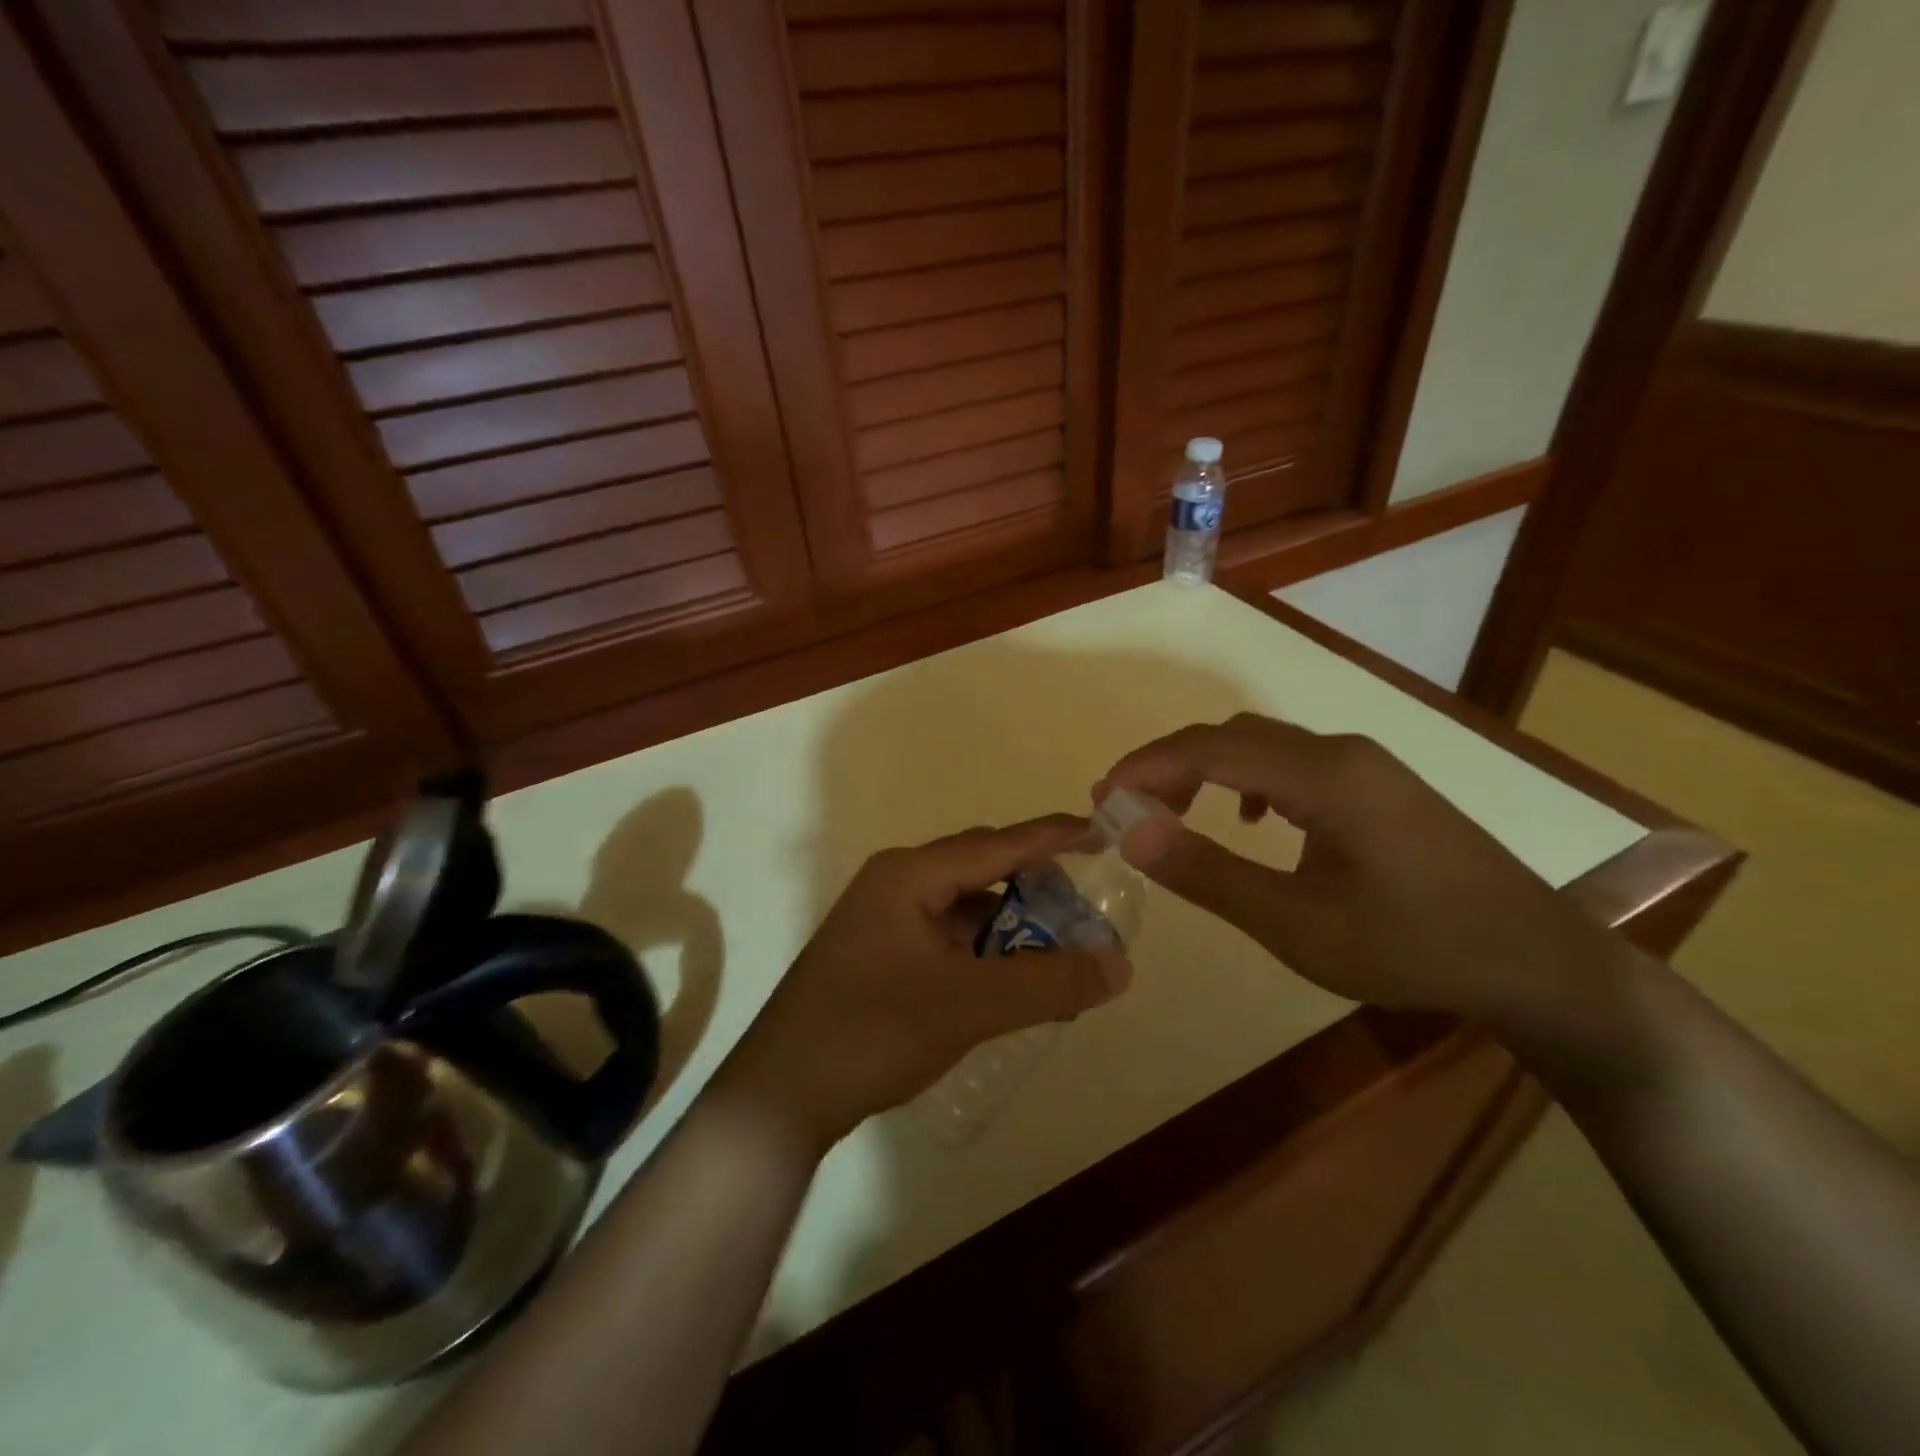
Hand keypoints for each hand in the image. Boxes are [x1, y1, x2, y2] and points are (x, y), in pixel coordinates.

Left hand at [711, 817, 1131, 1154]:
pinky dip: (983, 953)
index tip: (1100, 832)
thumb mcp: (969, 1006)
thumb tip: (1120, 964)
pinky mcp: (878, 954)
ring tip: (1054, 959)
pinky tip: (1007, 984)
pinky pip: (945, 937)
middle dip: (1035, 888)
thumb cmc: (871, 1032)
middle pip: (981, 870)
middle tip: (1082, 915)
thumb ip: (1047, 983)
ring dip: (1010, 928)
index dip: (1051, 836)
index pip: (996, 843)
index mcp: (909, 875)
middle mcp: (895, 884)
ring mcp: (882, 919)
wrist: (780, 1095)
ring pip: (964, 908)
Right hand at [1095, 714, 1626, 1028]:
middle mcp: (1341, 751)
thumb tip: (1131, 831)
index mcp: (1324, 775)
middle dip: (1168, 765)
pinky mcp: (1376, 784)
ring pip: (1261, 745)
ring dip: (1206, 770)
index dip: (1147, 766)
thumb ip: (1210, 874)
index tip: (1100, 797)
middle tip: (1125, 809)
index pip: (1210, 748)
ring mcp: (1364, 764)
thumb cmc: (1414, 948)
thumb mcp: (1298, 925)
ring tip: (1171, 813)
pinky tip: (1252, 821)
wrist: (1538, 962)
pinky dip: (1247, 780)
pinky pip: (1291, 762)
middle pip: (1231, 737)